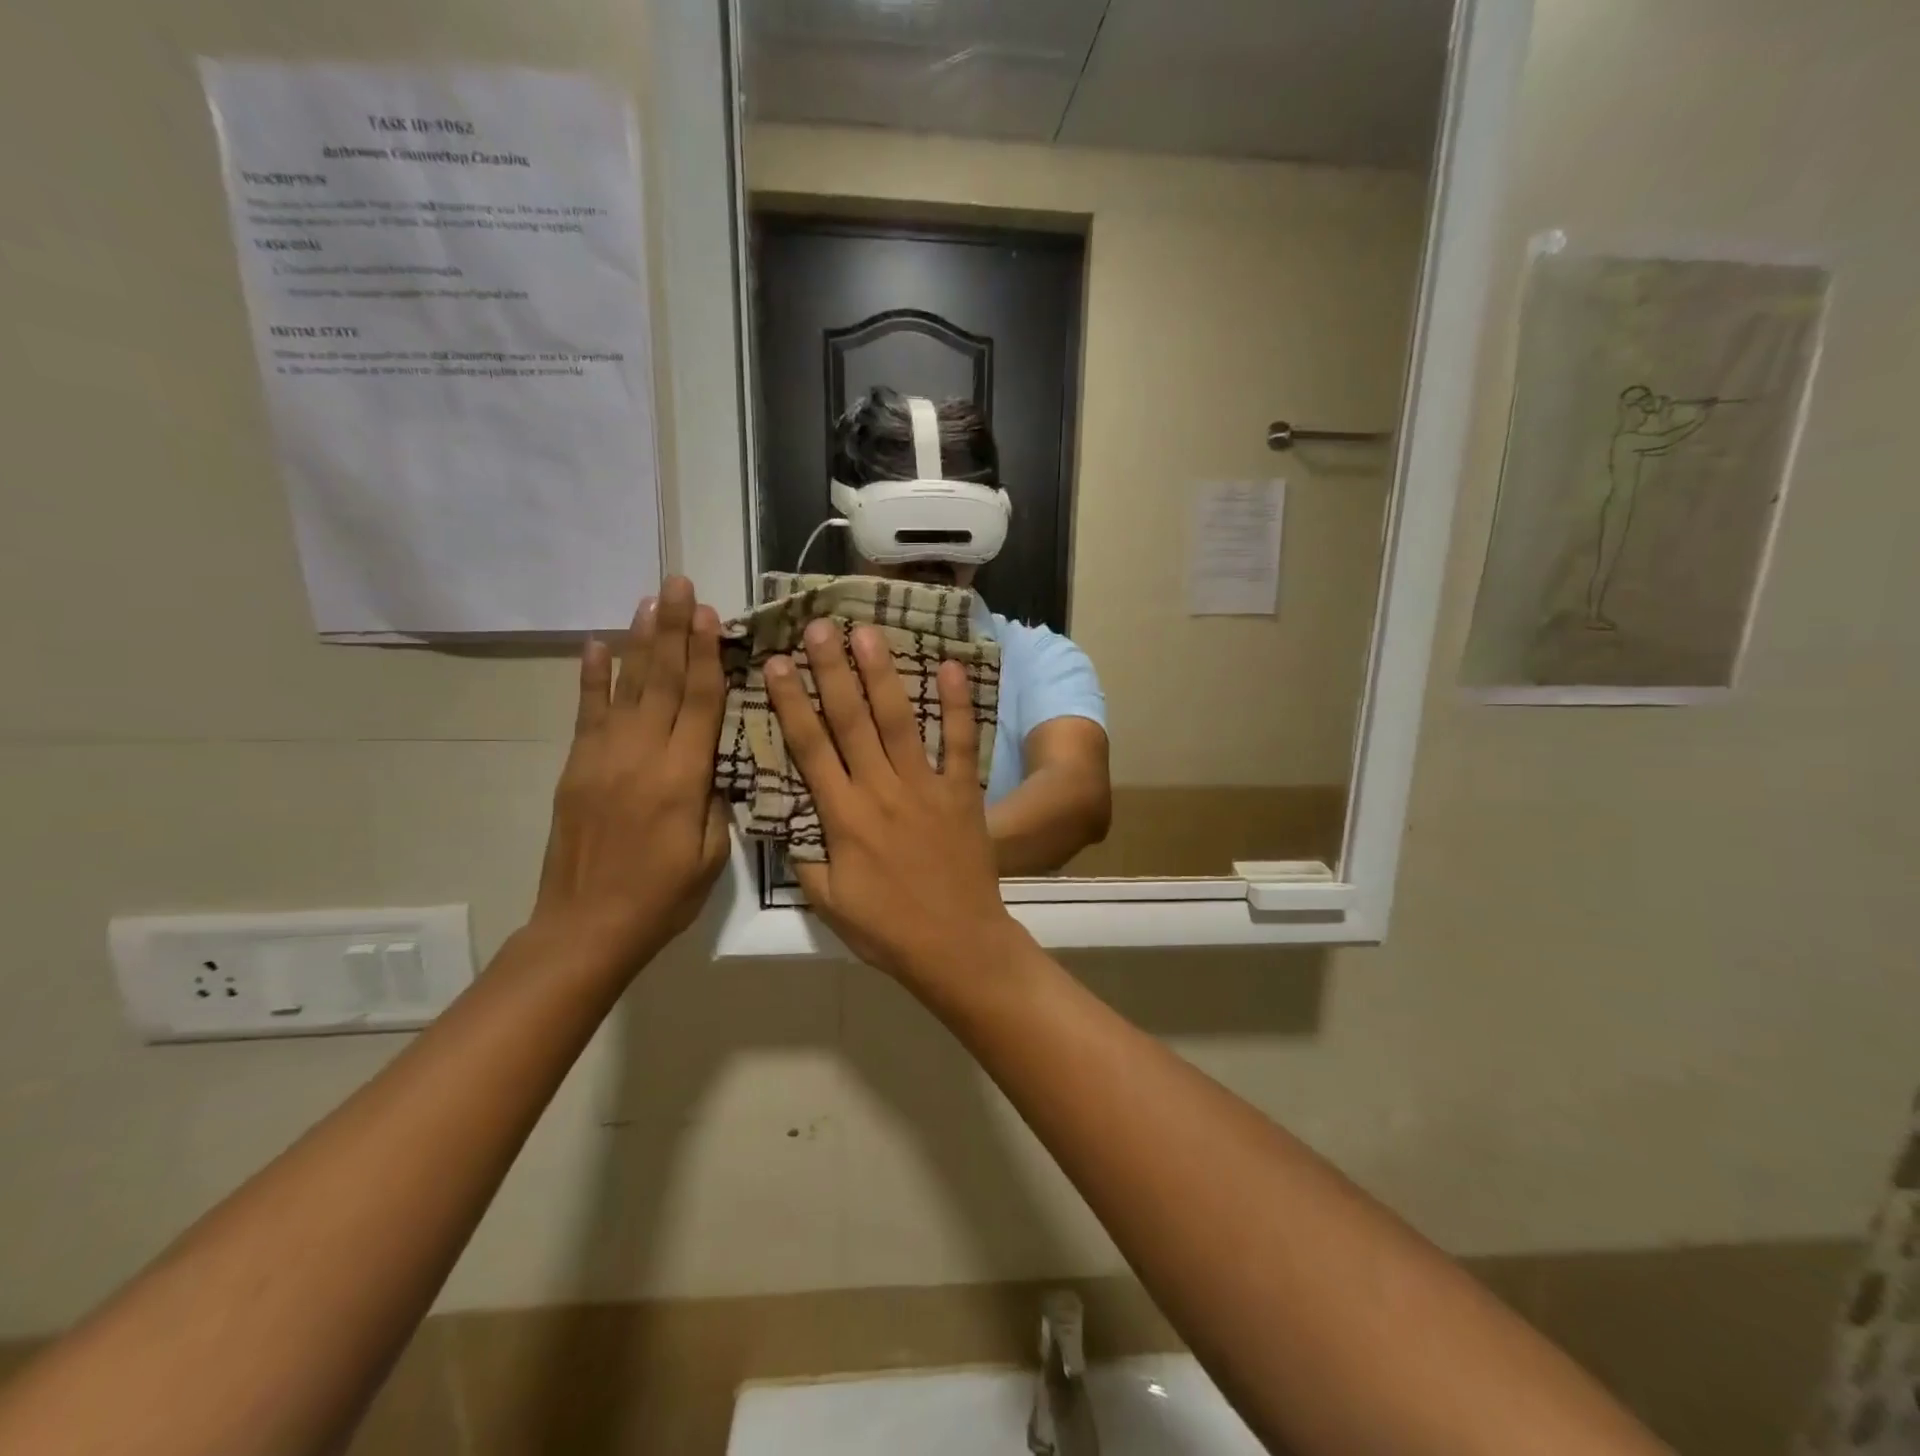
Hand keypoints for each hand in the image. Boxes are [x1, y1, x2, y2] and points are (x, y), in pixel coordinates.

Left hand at [532, 576, 731, 970]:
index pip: (700, 701)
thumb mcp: (712, 854)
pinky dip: (592, 676)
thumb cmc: (663, 896)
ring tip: (650, 600)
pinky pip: (587, 713)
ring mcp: (603, 757)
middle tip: (680, 584)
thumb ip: (717, 800)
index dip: (707, 654)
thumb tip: (717, 760)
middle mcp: (642, 755)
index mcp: (682, 777)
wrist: (586, 927)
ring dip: (640, 641)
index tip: (710, 614)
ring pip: (627, 687)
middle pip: (663, 681)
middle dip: (674, 630)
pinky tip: (599, 645)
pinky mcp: (577, 767)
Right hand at [764, 620, 1021, 984]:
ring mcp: (926, 787)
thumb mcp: (828, 901)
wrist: (957, 946)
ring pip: (899, 722)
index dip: (792, 703)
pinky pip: (961, 742)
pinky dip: (958, 705)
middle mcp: (881, 791)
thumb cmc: (886, 929)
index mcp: (844, 817)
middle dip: (832, 671)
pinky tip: (952, 666)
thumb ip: (804, 855)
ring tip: (868, 633)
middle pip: (852, 721)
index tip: (777, 663)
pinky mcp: (963, 792)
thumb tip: (781, 814)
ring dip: (882, 675)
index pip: (810, 748)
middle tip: (819, 626)